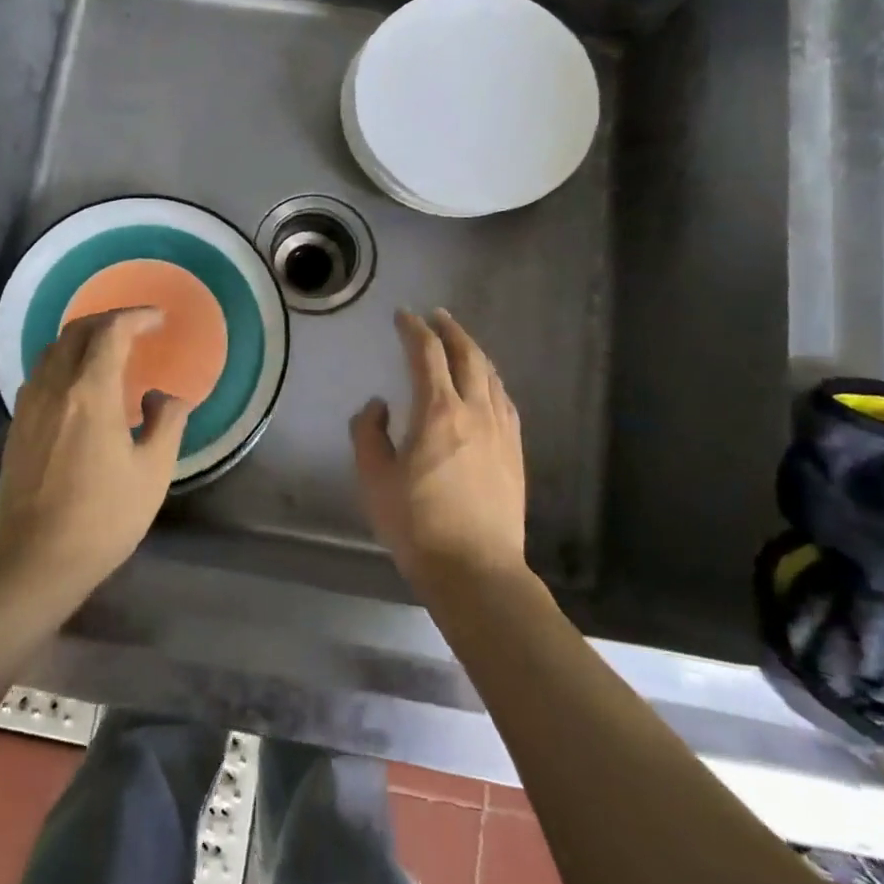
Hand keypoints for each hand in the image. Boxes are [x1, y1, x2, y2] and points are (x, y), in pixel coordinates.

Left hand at [0, 308, 191, 602]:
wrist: (35, 562)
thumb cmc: (103, 519)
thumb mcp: (152, 473)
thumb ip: (167, 424)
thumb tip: (165, 396)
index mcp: (90, 393)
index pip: (111, 332)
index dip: (136, 317)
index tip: (159, 319)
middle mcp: (54, 388)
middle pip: (76, 332)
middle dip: (108, 320)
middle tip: (136, 329)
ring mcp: (29, 406)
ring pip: (52, 350)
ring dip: (82, 339)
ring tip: (110, 352)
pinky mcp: (16, 426)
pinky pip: (40, 374)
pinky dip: (64, 362)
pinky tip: (80, 387)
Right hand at [351, 309, 527, 586]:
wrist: (476, 568)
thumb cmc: (417, 524)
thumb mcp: (374, 479)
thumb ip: (368, 434)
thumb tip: (378, 406)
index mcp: (438, 412)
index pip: (427, 355)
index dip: (414, 329)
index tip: (403, 315)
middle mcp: (475, 411)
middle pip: (467, 355)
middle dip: (450, 330)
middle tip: (436, 316)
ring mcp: (501, 430)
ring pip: (491, 375)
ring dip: (474, 352)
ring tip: (460, 344)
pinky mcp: (515, 451)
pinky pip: (505, 400)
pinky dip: (491, 380)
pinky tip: (487, 385)